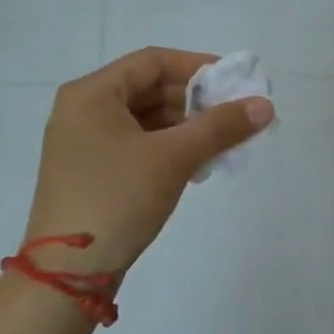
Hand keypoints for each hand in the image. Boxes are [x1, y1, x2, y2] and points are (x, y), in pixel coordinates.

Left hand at [23, 48, 273, 281]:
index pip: (153, 61)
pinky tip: (196, 165)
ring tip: (222, 144)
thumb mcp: (174, 157)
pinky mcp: (90, 170)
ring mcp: (83, 142)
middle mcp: (82, 109)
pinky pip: (135, 143)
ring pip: (144, 119)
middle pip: (148, 88)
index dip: (197, 66)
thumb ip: (221, 126)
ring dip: (185, 127)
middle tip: (234, 116)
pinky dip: (167, 147)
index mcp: (92, 93)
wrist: (67, 272)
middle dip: (195, 101)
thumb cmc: (118, 198)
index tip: (234, 83)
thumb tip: (265, 105)